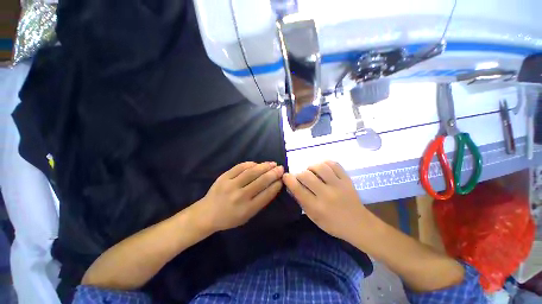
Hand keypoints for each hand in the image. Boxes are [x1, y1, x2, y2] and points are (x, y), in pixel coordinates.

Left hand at [196, 162, 283, 231]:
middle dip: (273, 173)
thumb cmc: (229, 218)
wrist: (206, 214)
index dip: (276, 185)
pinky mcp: (224, 177)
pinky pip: (240, 167)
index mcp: (247, 209)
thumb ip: (260, 202)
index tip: (282, 179)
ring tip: (272, 163)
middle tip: (281, 168)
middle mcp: (240, 196)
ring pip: (251, 172)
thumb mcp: (247, 217)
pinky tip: (257, 163)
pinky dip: (250, 164)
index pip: (266, 194)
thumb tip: (273, 186)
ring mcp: (231, 185)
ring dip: (264, 166)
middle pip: (261, 181)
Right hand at [282, 160, 369, 241]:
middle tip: (301, 177)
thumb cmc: (332, 224)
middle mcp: (327, 195)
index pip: (298, 189)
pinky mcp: (347, 180)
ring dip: (312, 167)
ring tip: (312, 172)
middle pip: (306, 175)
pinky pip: (334, 164)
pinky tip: (323, 168)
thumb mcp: (313, 217)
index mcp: (317, 207)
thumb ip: (302, 201)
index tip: (286, 176)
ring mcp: (338, 185)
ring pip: (320, 167)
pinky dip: (325, 163)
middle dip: (299, 174)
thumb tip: (292, 185)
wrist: (358, 224)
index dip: (288, 179)